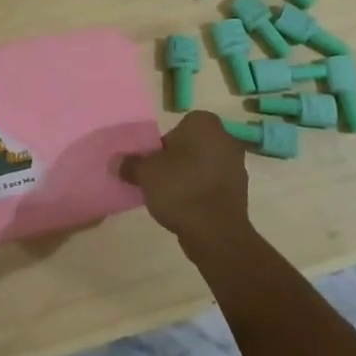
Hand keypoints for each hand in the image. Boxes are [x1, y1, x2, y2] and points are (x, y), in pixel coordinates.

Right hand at [120, 110, 252, 259]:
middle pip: (190, 147)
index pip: (176, 128)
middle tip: (159, 180)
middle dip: (176, 161)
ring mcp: (237, 165)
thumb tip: (115, 161)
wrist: (216, 232)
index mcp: (204, 123)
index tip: (153, 164)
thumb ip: (130, 164)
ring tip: (171, 198)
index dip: (162, 146)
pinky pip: (213, 185)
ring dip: (189, 177)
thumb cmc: (180, 189)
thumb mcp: (145, 173)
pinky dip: (201, 193)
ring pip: (203, 166)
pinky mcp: (240, 191)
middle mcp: (225, 138)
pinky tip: (188, 209)